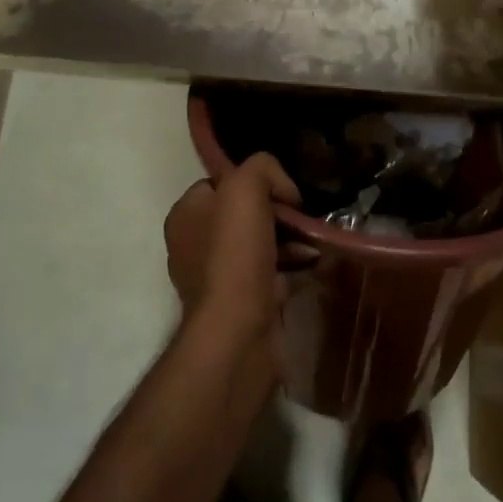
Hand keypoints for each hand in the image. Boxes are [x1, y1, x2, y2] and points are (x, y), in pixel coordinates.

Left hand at [163, 154, 300, 336]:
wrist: (237, 333)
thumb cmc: (234, 255)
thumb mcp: (245, 188)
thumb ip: (262, 169)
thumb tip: (283, 191)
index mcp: (186, 215)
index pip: (222, 183)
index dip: (256, 183)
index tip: (284, 195)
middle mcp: (195, 245)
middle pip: (246, 215)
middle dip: (280, 216)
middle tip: (305, 221)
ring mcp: (217, 278)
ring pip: (262, 246)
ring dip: (292, 244)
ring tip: (316, 246)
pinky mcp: (240, 305)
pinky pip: (272, 277)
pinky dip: (293, 271)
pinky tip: (313, 268)